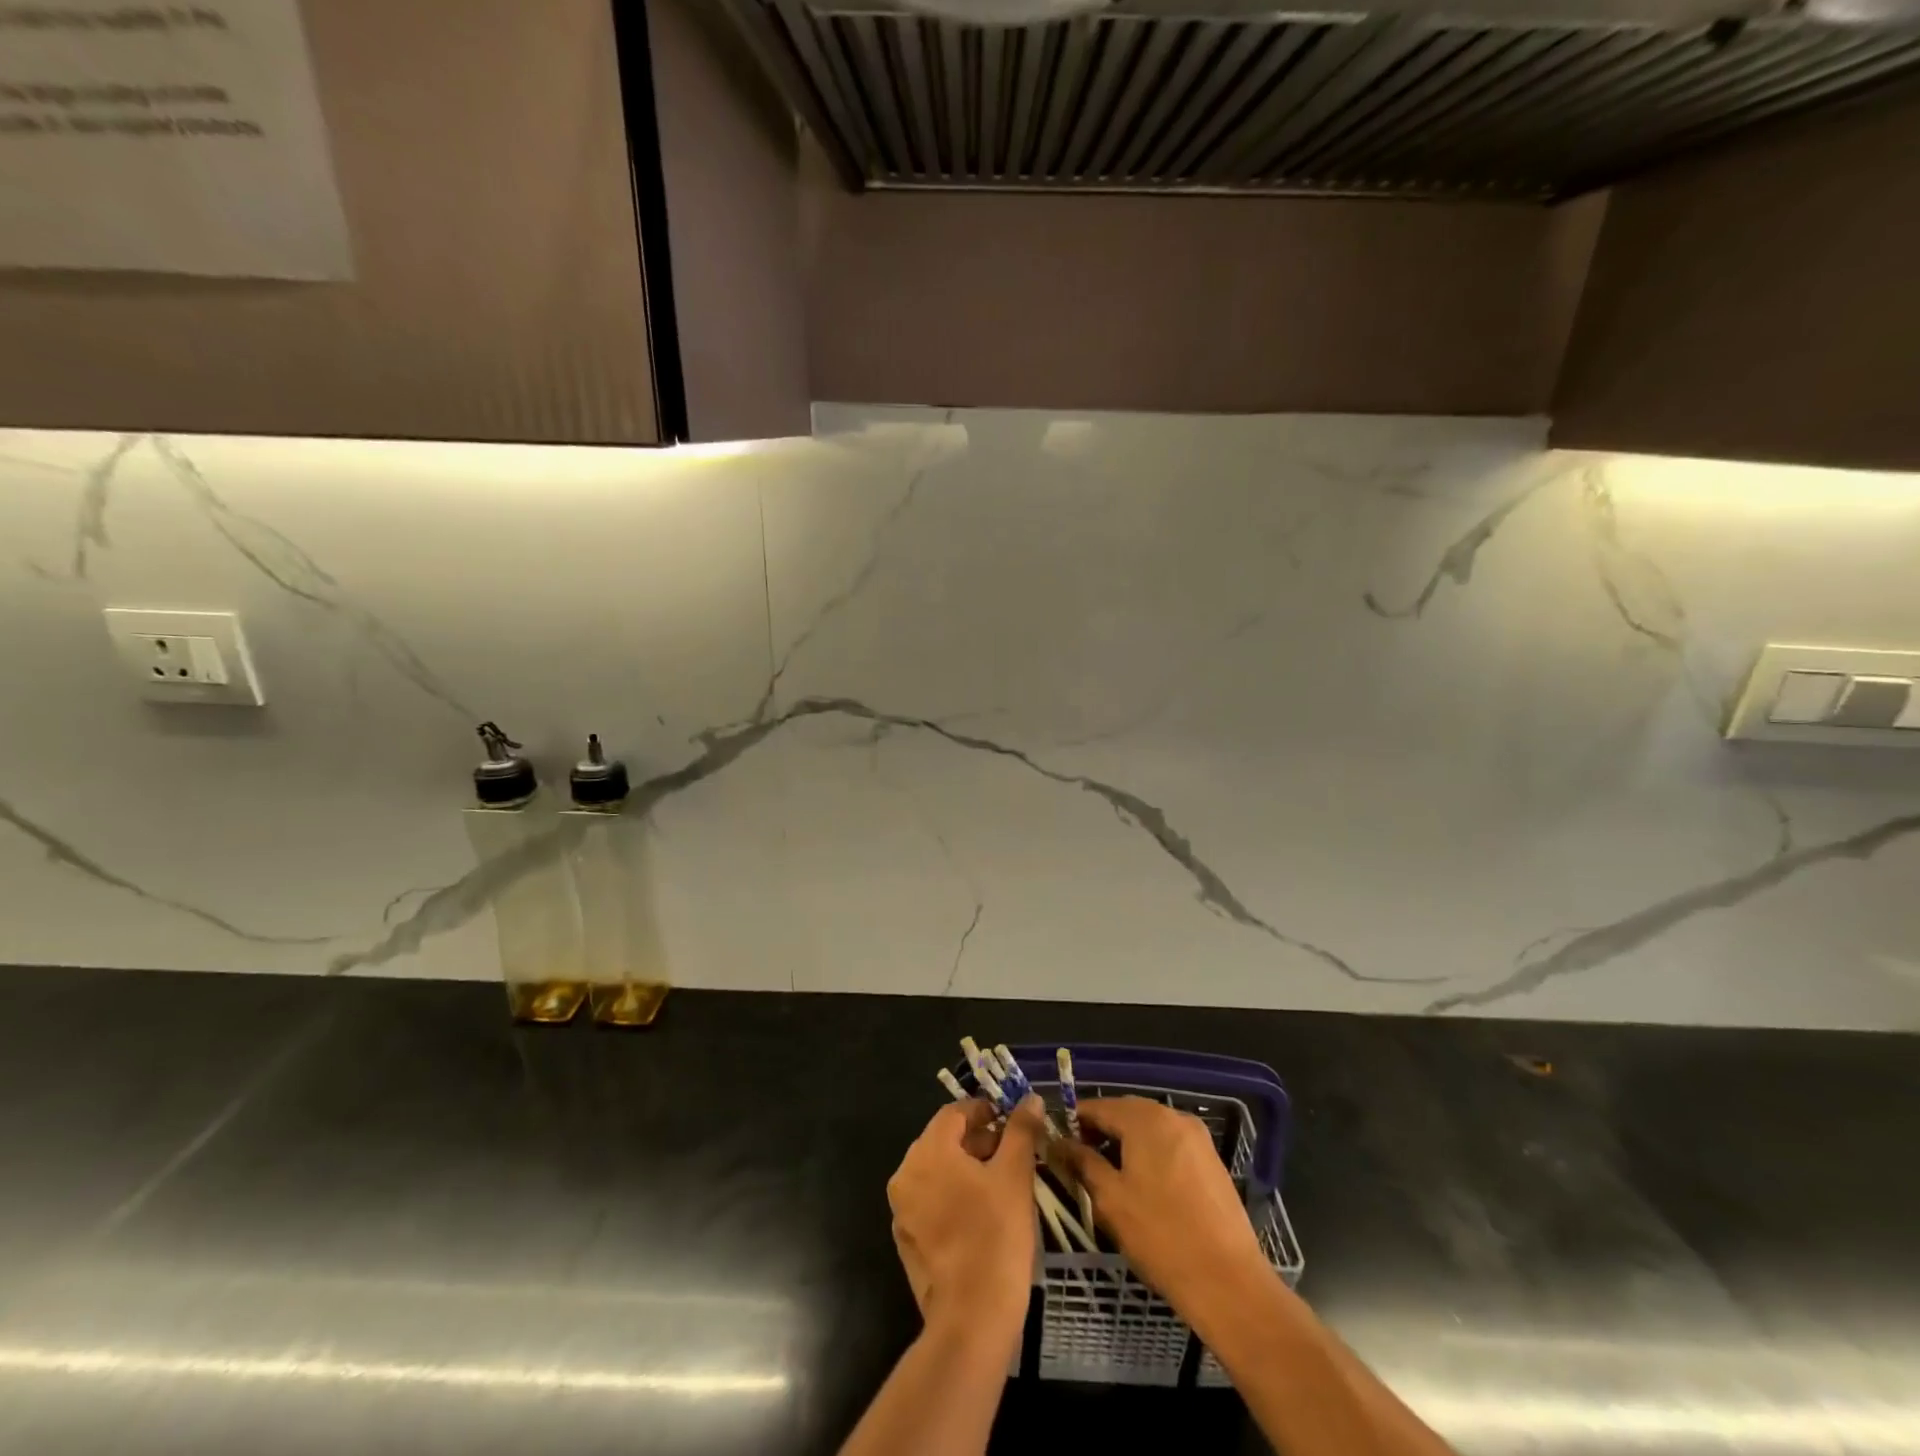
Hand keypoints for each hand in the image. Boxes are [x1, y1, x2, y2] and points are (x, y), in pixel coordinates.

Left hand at [888, 1096, 1043, 1340]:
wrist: (972, 1320)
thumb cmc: (996, 1236)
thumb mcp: (1015, 1175)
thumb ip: (1021, 1131)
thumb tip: (1029, 1099)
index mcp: (927, 1152)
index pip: (954, 1113)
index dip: (984, 1112)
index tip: (1012, 1123)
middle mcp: (905, 1174)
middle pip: (943, 1141)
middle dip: (978, 1141)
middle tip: (1012, 1154)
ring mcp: (902, 1211)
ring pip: (937, 1172)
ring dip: (967, 1169)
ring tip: (1002, 1184)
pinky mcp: (907, 1241)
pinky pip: (931, 1202)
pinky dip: (954, 1197)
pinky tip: (982, 1215)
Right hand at [1054, 1097, 1267, 1309]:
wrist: (1229, 1282)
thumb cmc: (1160, 1236)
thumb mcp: (1110, 1199)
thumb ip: (1082, 1162)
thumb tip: (1058, 1142)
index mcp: (1145, 1118)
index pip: (1098, 1107)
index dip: (1075, 1123)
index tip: (1059, 1147)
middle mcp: (1173, 1116)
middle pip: (1125, 1112)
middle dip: (1102, 1132)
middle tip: (1083, 1164)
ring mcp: (1197, 1137)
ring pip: (1149, 1129)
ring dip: (1127, 1144)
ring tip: (1112, 1178)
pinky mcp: (1211, 1160)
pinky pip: (1171, 1145)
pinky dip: (1151, 1155)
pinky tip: (1146, 1187)